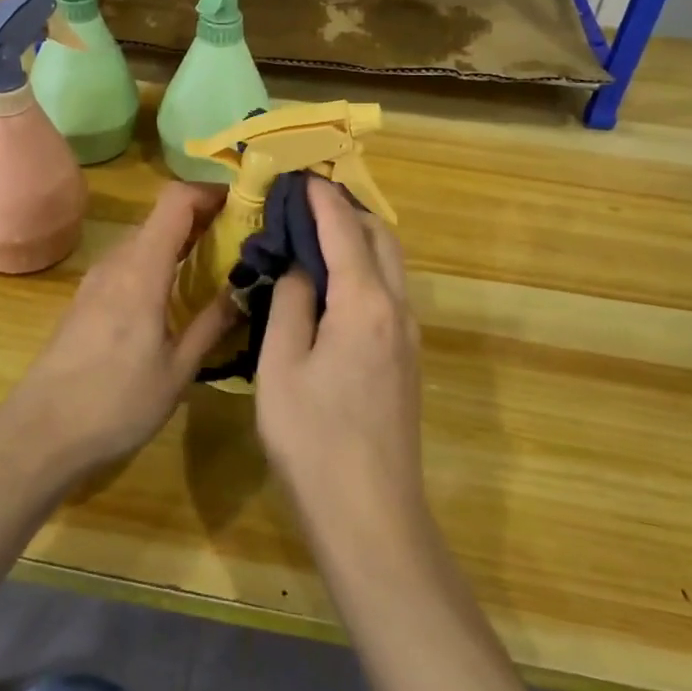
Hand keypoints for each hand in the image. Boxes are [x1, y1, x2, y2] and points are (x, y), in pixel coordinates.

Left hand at [0, 181, 237, 481]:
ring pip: (146, 238)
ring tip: (218, 264)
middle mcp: (117, 261)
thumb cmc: (115, 403)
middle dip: (204, 217)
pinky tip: (177, 292)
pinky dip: (160, 260)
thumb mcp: (178, 370)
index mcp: (142, 269)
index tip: (245, 205)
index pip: (176, 200)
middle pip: (162, 215)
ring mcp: (98, 279)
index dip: (211, 192)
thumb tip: (248, 287)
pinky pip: (131, 261)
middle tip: (243, 239)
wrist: (40, 434)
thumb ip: (213, 322)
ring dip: (182, 239)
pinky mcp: (88, 298)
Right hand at [255, 178, 425, 532]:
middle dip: (349, 210)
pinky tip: (335, 280)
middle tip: (308, 199)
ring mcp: (409, 336)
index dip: (321, 198)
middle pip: (382, 238)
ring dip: (361, 237)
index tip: (299, 174)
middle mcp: (397, 309)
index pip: (344, 230)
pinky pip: (390, 291)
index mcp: (365, 303)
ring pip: (391, 265)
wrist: (371, 516)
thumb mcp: (282, 366)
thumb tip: (299, 265)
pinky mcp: (407, 359)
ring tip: (319, 230)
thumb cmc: (314, 440)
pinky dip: (366, 267)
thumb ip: (291, 303)